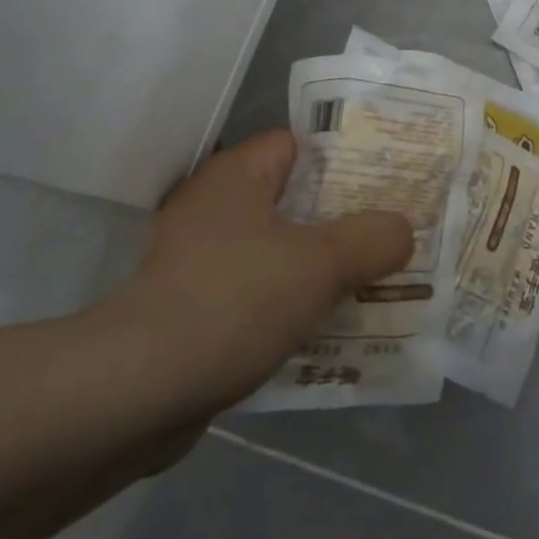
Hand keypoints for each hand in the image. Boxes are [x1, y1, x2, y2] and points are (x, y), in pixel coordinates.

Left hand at [94, 130, 411, 422]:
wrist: (135, 393)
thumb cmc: (233, 301)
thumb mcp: (319, 263)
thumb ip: (371, 239)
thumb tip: (402, 229)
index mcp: (237, 174)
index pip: (301, 145)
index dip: (347, 159)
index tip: (389, 180)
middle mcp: (215, 207)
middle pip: (295, 201)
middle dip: (343, 221)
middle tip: (392, 234)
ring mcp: (200, 261)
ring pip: (279, 252)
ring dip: (320, 271)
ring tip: (374, 283)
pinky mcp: (193, 310)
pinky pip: (258, 295)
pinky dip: (290, 308)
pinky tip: (328, 329)